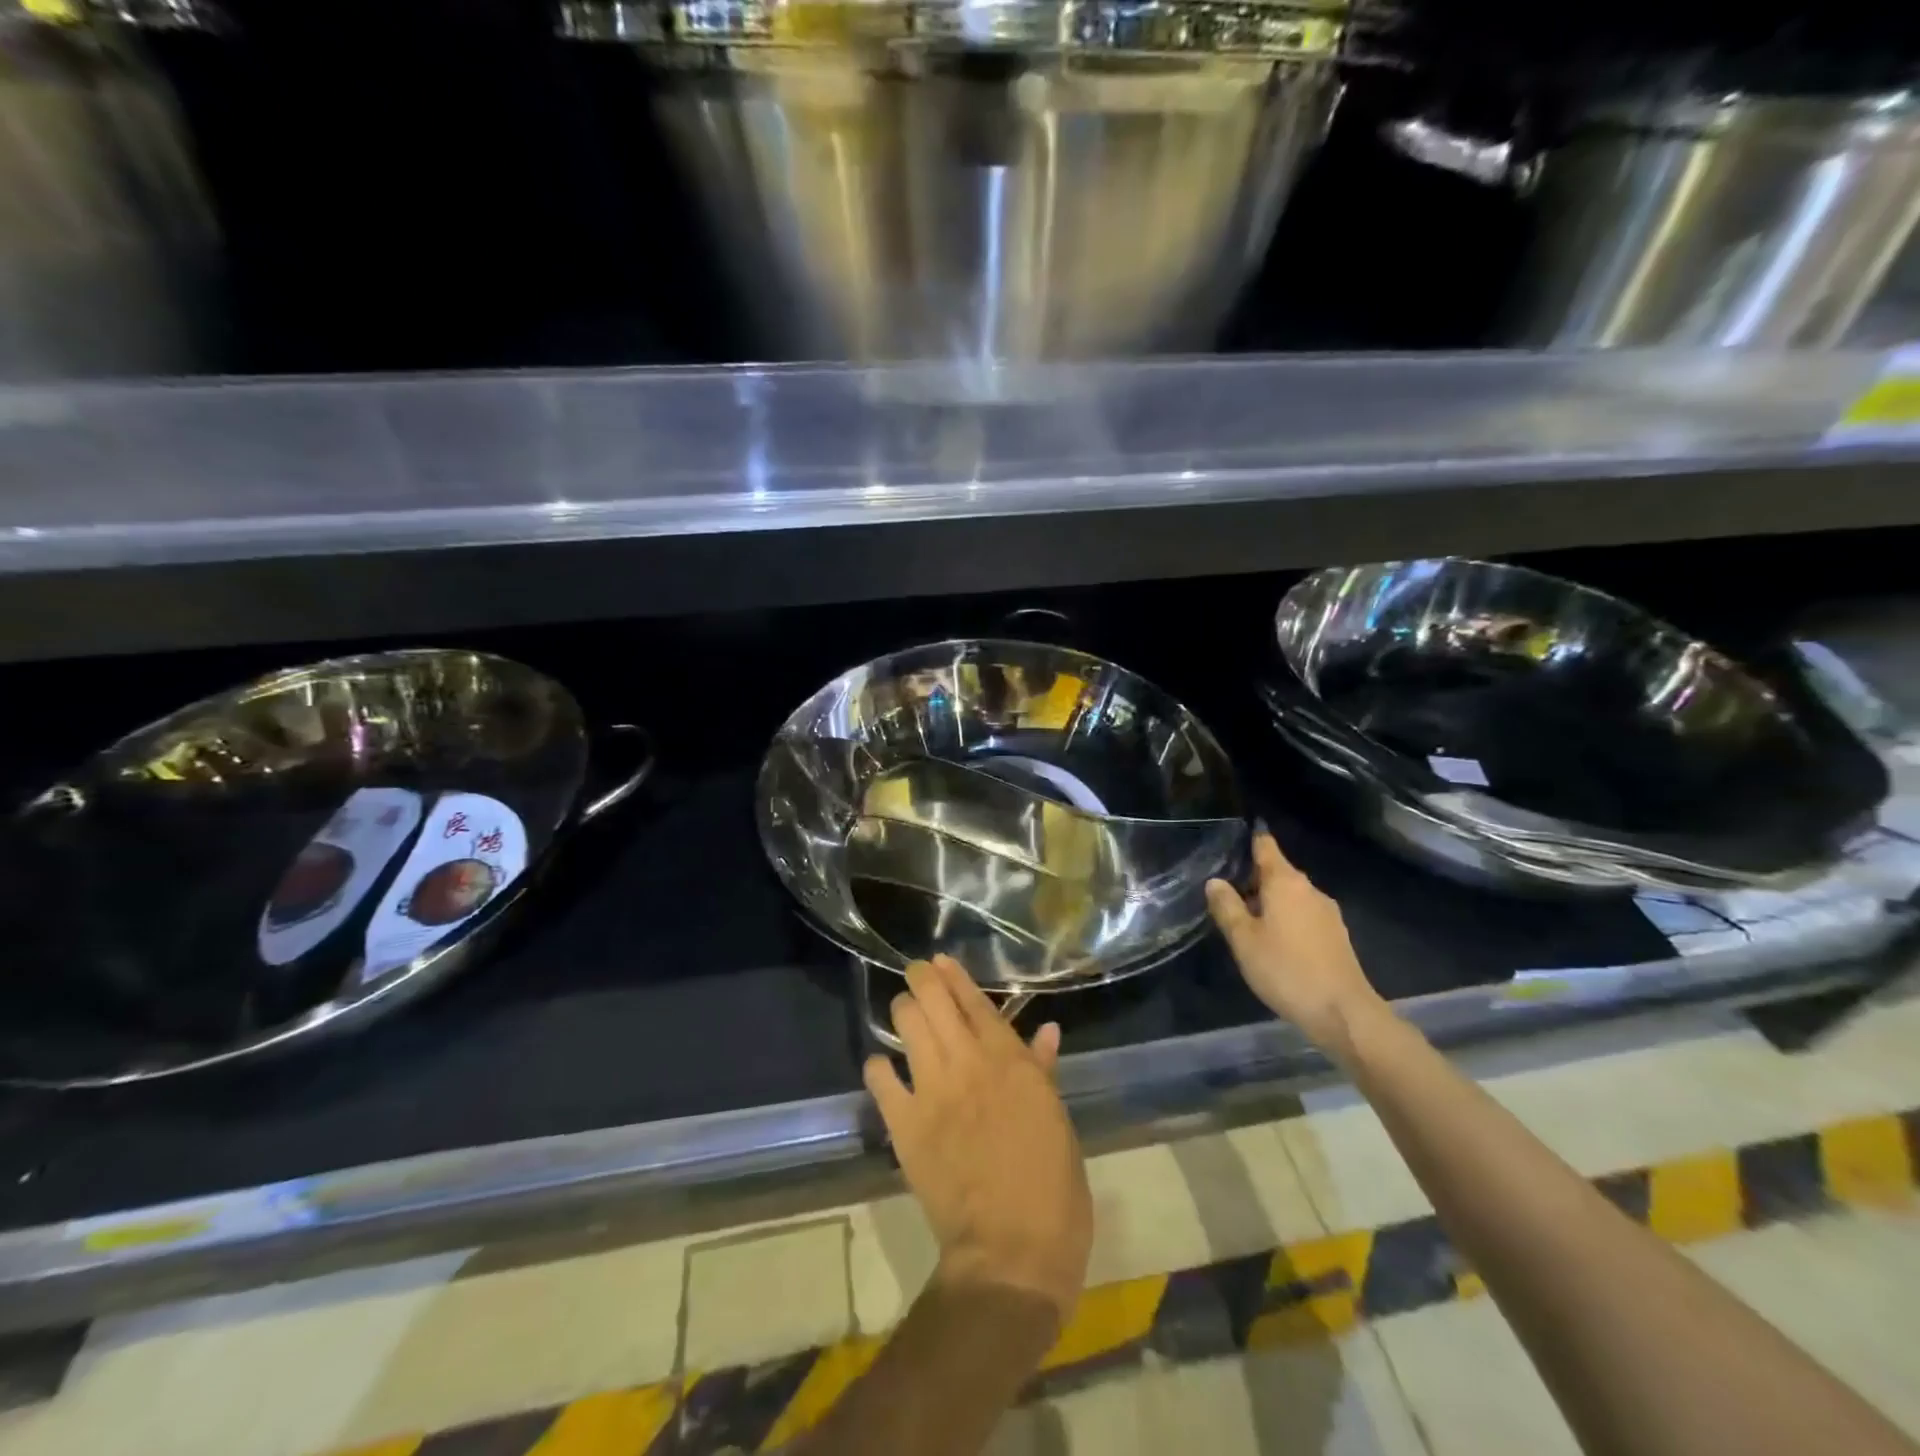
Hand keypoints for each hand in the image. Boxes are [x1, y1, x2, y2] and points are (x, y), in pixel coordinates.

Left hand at [864, 955, 1092, 1327]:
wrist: (1011, 1253)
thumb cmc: (1051, 1188)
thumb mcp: (1056, 1121)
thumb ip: (1043, 1070)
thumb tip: (1046, 1031)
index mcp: (1009, 1061)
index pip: (974, 1002)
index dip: (954, 976)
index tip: (940, 960)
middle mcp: (966, 1063)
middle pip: (933, 1001)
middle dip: (921, 980)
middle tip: (917, 975)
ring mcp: (931, 1091)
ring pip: (906, 1026)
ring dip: (903, 1011)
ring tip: (904, 1010)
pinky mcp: (904, 1125)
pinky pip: (881, 1080)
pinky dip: (879, 1067)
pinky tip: (882, 1066)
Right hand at [1206, 832, 1387, 1061]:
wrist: (1343, 1013)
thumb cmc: (1286, 970)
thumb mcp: (1244, 940)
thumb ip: (1227, 907)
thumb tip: (1215, 881)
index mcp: (1285, 882)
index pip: (1266, 846)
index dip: (1250, 839)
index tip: (1232, 839)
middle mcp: (1309, 889)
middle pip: (1278, 871)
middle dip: (1253, 877)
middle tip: (1226, 891)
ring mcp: (1327, 912)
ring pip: (1291, 895)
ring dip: (1269, 901)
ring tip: (1245, 919)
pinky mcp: (1336, 935)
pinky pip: (1304, 914)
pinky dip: (1286, 917)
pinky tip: (1273, 940)